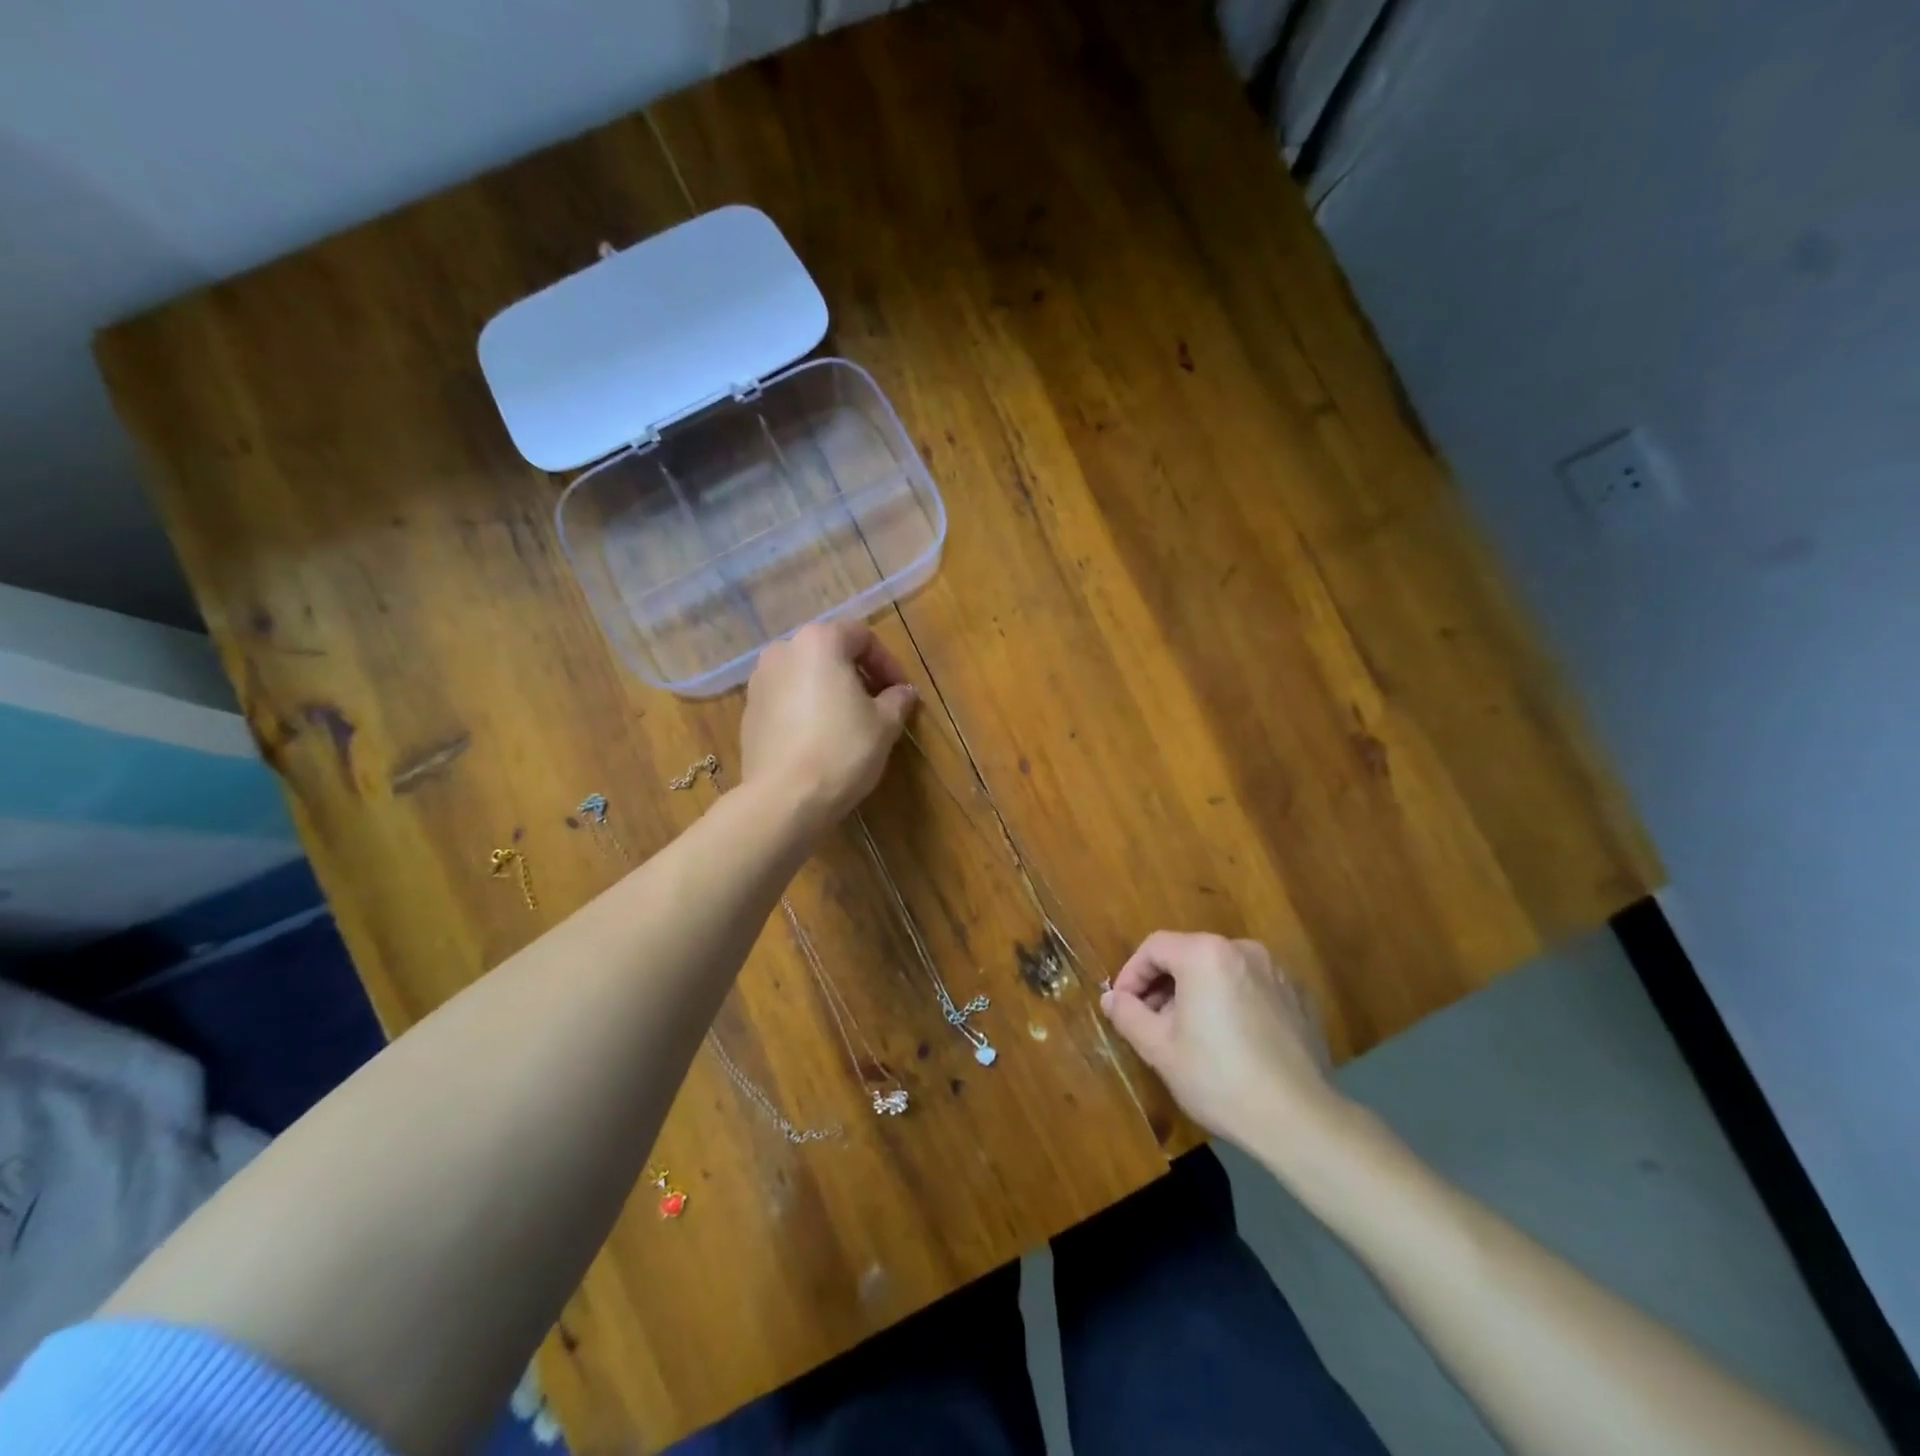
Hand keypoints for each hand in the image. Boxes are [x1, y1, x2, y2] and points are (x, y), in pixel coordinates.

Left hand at [740, 621, 917, 831]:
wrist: (784, 798)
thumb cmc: (842, 750)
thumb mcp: (885, 724)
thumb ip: (897, 699)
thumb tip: (903, 692)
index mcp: (819, 642)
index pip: (862, 636)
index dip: (888, 662)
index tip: (901, 692)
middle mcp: (783, 651)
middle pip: (830, 652)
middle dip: (858, 674)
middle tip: (879, 705)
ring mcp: (759, 681)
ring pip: (806, 675)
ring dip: (831, 690)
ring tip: (850, 722)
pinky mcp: (749, 711)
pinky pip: (787, 699)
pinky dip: (807, 708)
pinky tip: (821, 738)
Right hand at [1101, 931, 1346, 1159]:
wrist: (1301, 1120)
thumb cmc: (1219, 1078)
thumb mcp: (1159, 1049)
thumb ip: (1128, 1014)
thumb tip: (1111, 998)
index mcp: (1206, 954)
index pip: (1154, 947)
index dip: (1131, 974)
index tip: (1123, 1007)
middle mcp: (1243, 950)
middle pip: (1189, 955)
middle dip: (1164, 985)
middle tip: (1151, 1023)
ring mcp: (1277, 972)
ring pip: (1221, 971)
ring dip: (1197, 994)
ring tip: (1190, 1034)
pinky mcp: (1299, 998)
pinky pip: (1251, 988)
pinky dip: (1232, 1003)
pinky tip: (1231, 1043)